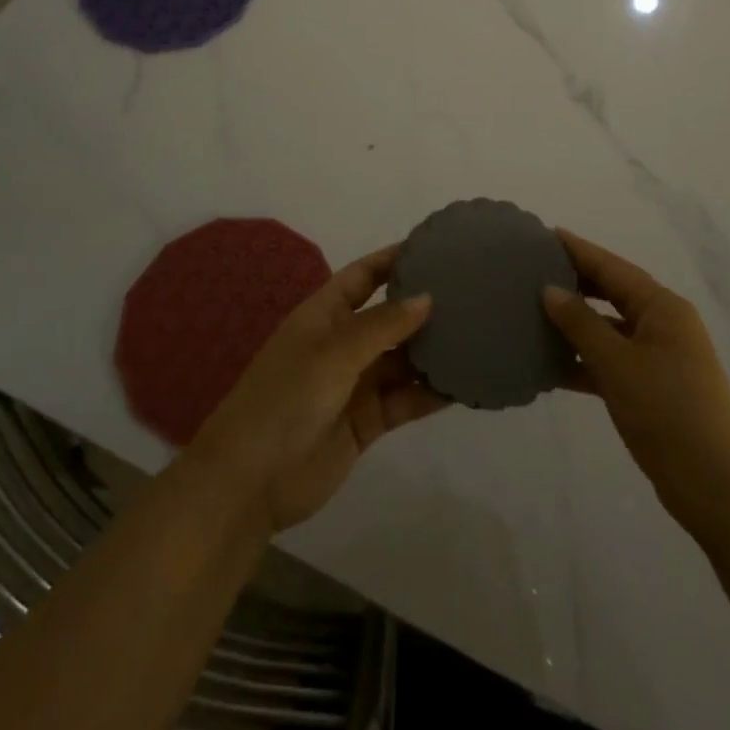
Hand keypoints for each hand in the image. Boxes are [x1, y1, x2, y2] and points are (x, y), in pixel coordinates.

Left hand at [183, 246, 446, 534]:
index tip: (434, 247)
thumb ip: (383, 326)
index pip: (363, 276)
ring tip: (478, 335)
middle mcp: (342, 344)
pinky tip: (464, 385)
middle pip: (389, 318)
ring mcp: (355, 384)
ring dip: (432, 352)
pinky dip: (430, 393)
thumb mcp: (334, 353)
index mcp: (324, 316)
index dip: (393, 260)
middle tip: (471, 293)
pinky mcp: (367, 422)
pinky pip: (405, 400)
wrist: (251, 481)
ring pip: (402, 360)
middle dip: (423, 307)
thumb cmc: (287, 398)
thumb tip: (427, 297)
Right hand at [543, 231, 729, 529]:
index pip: (612, 267)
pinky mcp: (653, 390)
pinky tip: (551, 365)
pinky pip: (612, 362)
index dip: (579, 250)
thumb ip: (581, 324)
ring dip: (576, 325)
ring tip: (533, 313)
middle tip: (532, 271)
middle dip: (576, 283)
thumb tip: (550, 289)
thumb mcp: (617, 363)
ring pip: (610, 329)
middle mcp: (663, 325)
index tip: (544, 235)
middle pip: (612, 294)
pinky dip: (585, 361)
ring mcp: (660, 359)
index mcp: (662, 307)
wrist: (717, 488)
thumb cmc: (668, 411)